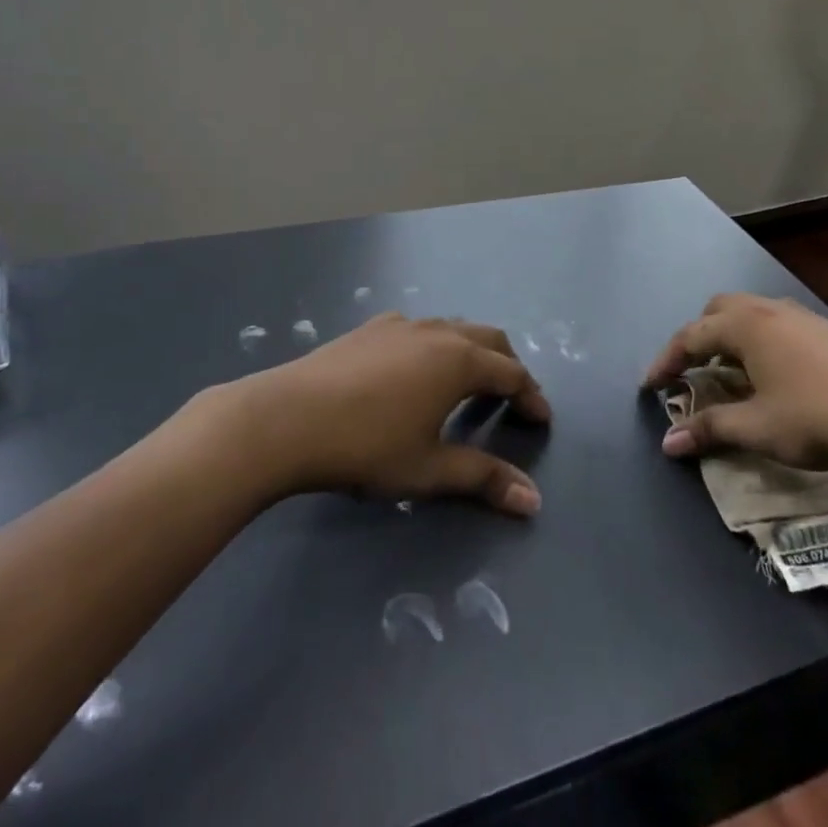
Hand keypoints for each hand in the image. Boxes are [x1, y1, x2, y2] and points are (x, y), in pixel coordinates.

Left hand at [204, 314, 549, 515]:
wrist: (285, 419)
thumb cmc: (366, 447)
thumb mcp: (429, 469)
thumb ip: (483, 479)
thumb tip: (533, 501)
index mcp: (459, 361)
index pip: (511, 374)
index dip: (531, 396)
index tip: (541, 419)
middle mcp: (437, 332)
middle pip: (489, 339)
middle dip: (508, 366)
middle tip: (514, 398)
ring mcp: (400, 325)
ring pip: (453, 328)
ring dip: (473, 352)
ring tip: (470, 384)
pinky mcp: (369, 329)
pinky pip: (419, 329)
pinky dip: (437, 345)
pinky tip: (416, 370)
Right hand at [643, 294, 827, 473]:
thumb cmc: (819, 417)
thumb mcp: (759, 428)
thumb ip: (711, 429)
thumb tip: (668, 442)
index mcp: (744, 326)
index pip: (690, 336)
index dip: (665, 361)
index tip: (649, 386)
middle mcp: (768, 310)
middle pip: (717, 311)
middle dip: (697, 339)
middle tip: (690, 373)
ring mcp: (800, 316)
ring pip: (749, 314)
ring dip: (728, 339)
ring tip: (728, 374)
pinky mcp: (825, 330)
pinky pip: (774, 325)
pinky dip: (756, 342)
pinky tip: (771, 376)